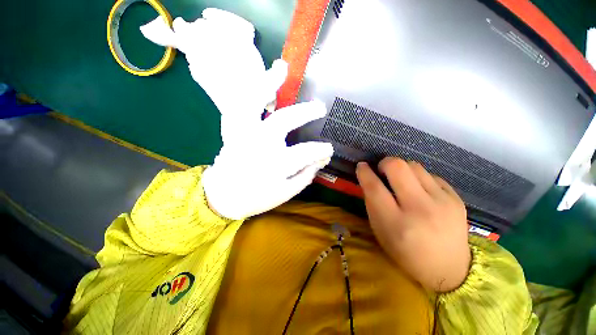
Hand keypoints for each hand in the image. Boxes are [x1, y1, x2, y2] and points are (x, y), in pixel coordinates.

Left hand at [142, 9, 333, 219]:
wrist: (222, 196)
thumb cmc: (255, 198)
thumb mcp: (285, 193)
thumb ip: (305, 176)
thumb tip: (320, 161)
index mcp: (275, 164)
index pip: (306, 153)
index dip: (321, 150)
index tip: (329, 149)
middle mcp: (259, 144)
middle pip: (284, 120)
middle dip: (305, 112)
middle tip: (320, 108)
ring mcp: (243, 133)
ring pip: (254, 102)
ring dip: (268, 84)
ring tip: (282, 69)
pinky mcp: (233, 130)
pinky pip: (239, 105)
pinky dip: (249, 91)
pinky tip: (260, 83)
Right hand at [356, 158, 470, 291]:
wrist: (448, 270)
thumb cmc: (405, 252)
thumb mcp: (380, 231)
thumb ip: (372, 203)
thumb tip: (369, 178)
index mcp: (396, 223)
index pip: (375, 188)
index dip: (364, 172)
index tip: (361, 166)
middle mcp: (420, 209)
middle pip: (398, 167)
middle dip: (385, 163)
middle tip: (382, 170)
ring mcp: (443, 202)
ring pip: (415, 166)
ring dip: (402, 169)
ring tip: (401, 182)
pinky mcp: (457, 199)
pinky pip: (431, 175)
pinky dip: (419, 178)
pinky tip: (420, 191)